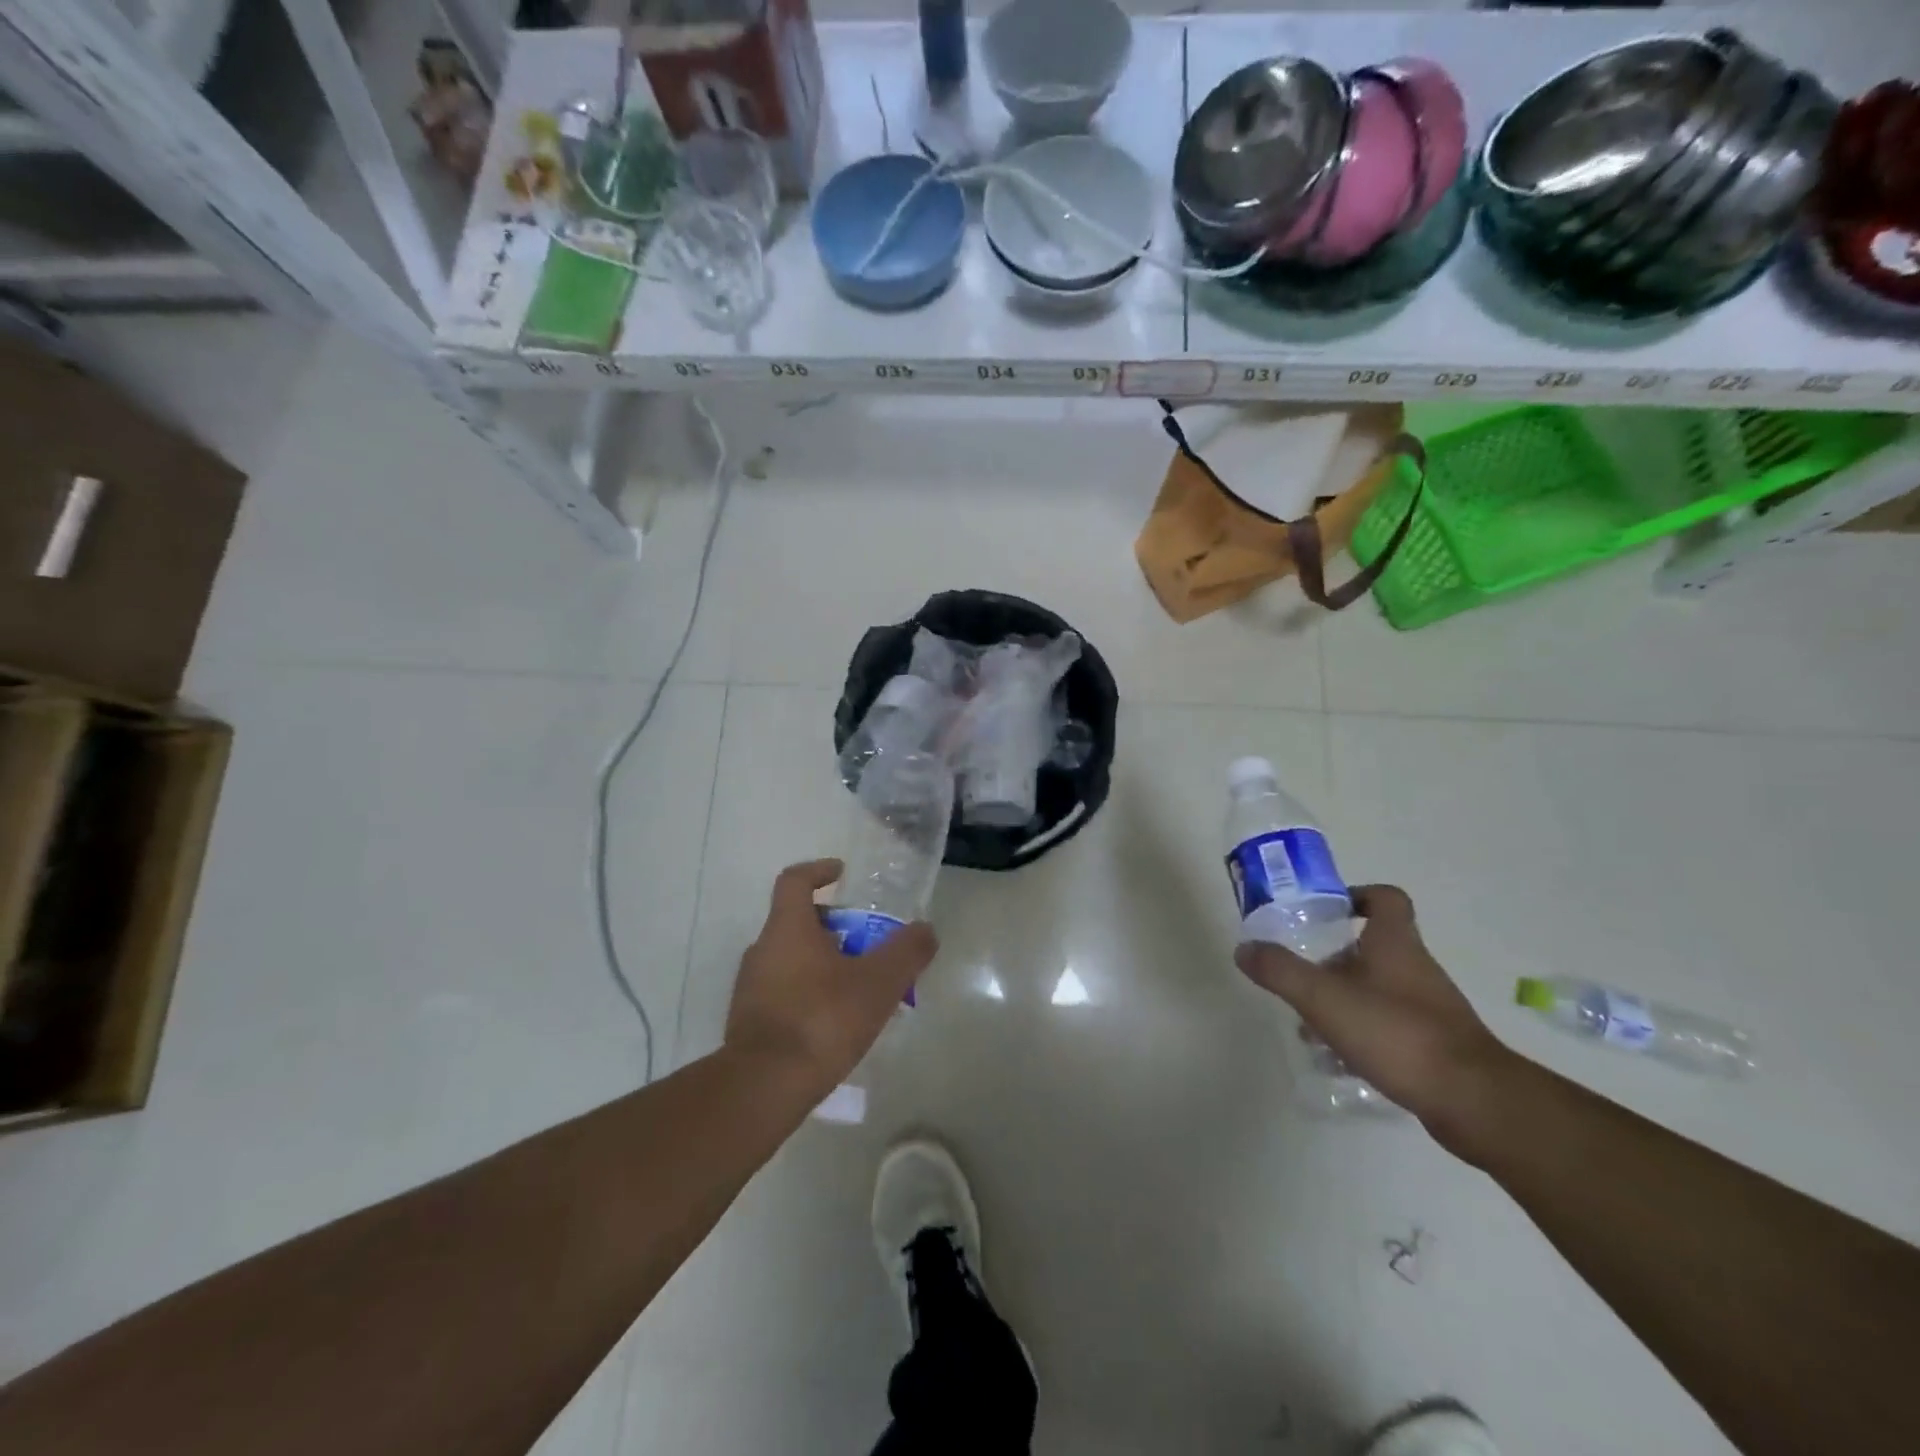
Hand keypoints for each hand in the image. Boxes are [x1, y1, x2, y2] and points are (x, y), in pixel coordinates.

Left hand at [725, 860, 937, 1096]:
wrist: (763, 1087)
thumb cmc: (822, 1020)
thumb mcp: (878, 983)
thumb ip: (906, 952)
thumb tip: (926, 929)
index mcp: (787, 928)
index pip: (795, 880)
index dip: (819, 871)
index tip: (842, 874)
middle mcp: (762, 949)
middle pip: (797, 921)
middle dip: (834, 927)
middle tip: (867, 944)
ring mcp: (750, 987)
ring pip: (791, 959)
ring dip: (822, 963)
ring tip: (857, 988)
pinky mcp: (748, 1021)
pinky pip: (783, 992)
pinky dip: (808, 994)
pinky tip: (834, 1022)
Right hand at [1234, 885, 1512, 1132]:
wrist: (1474, 1101)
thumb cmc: (1397, 1033)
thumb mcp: (1324, 998)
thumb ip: (1280, 971)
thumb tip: (1244, 948)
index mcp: (1395, 944)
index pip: (1385, 899)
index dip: (1356, 895)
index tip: (1326, 911)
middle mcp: (1415, 969)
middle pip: (1372, 948)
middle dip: (1333, 960)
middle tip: (1300, 976)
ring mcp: (1429, 1009)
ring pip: (1377, 990)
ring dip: (1344, 1000)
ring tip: (1309, 1026)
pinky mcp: (1434, 1046)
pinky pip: (1389, 1026)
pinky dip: (1361, 1033)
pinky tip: (1338, 1059)